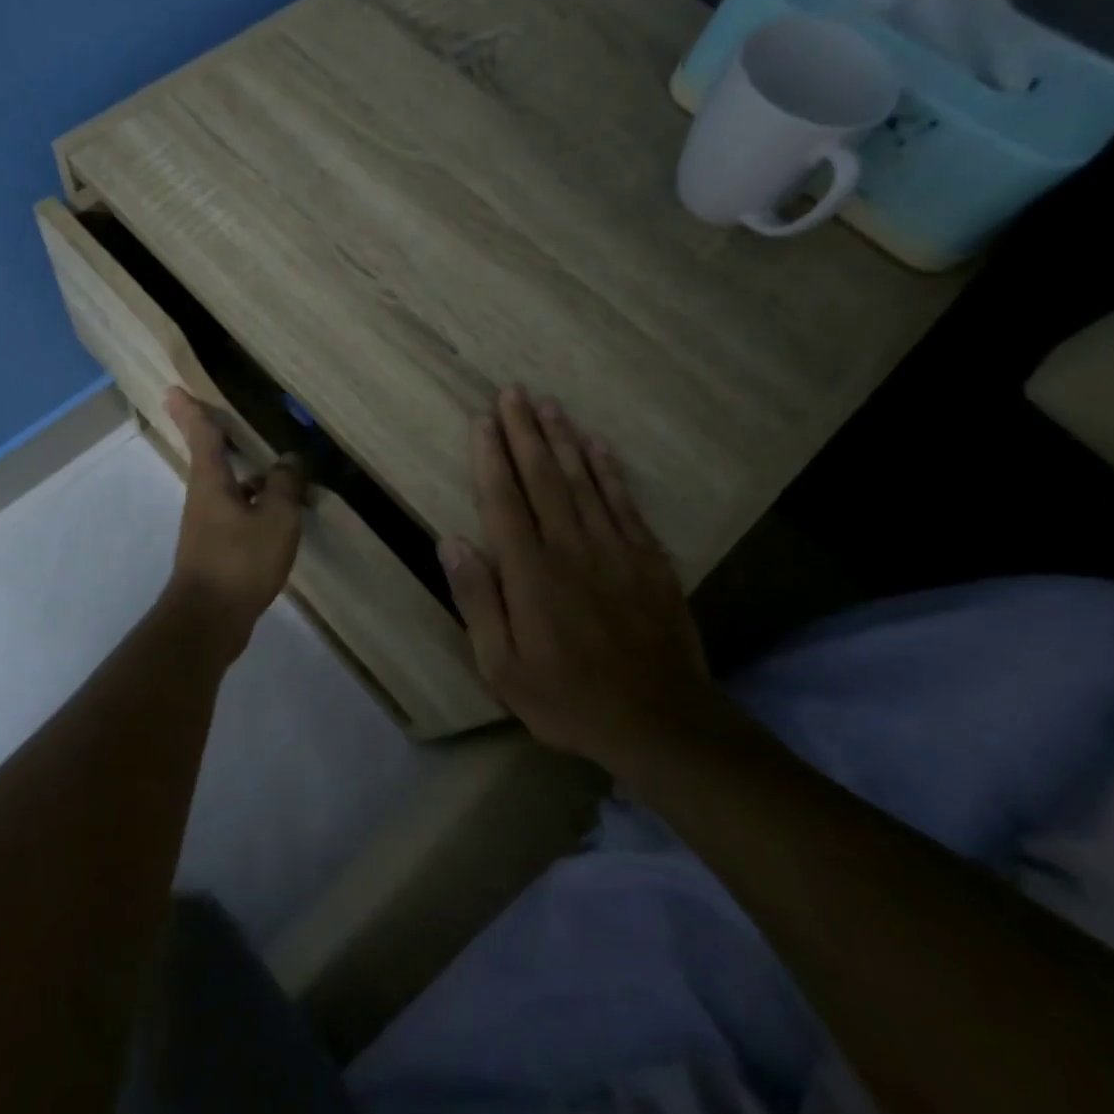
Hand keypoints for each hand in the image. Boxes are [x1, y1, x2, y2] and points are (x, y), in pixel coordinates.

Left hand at [162, 388, 306, 643]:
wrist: (209, 620)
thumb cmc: (240, 561)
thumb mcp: (276, 519)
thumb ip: (286, 485)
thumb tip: (289, 459)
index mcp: (212, 481)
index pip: (202, 434)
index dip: (191, 410)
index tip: (173, 389)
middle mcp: (203, 497)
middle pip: (210, 458)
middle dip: (215, 437)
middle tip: (223, 418)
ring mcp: (206, 525)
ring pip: (226, 487)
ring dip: (245, 474)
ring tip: (276, 469)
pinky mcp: (214, 549)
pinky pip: (236, 512)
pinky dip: (253, 502)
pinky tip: (276, 513)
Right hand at [438, 386, 712, 769]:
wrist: (662, 722)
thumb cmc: (568, 698)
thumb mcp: (502, 667)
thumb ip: (477, 601)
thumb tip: (451, 542)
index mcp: (530, 572)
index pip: (504, 500)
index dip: (491, 457)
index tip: (483, 420)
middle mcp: (571, 547)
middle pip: (542, 477)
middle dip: (524, 431)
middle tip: (512, 392)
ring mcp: (615, 549)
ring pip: (583, 479)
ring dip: (563, 438)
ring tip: (548, 403)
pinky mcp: (649, 558)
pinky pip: (624, 501)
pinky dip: (608, 469)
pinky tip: (596, 444)